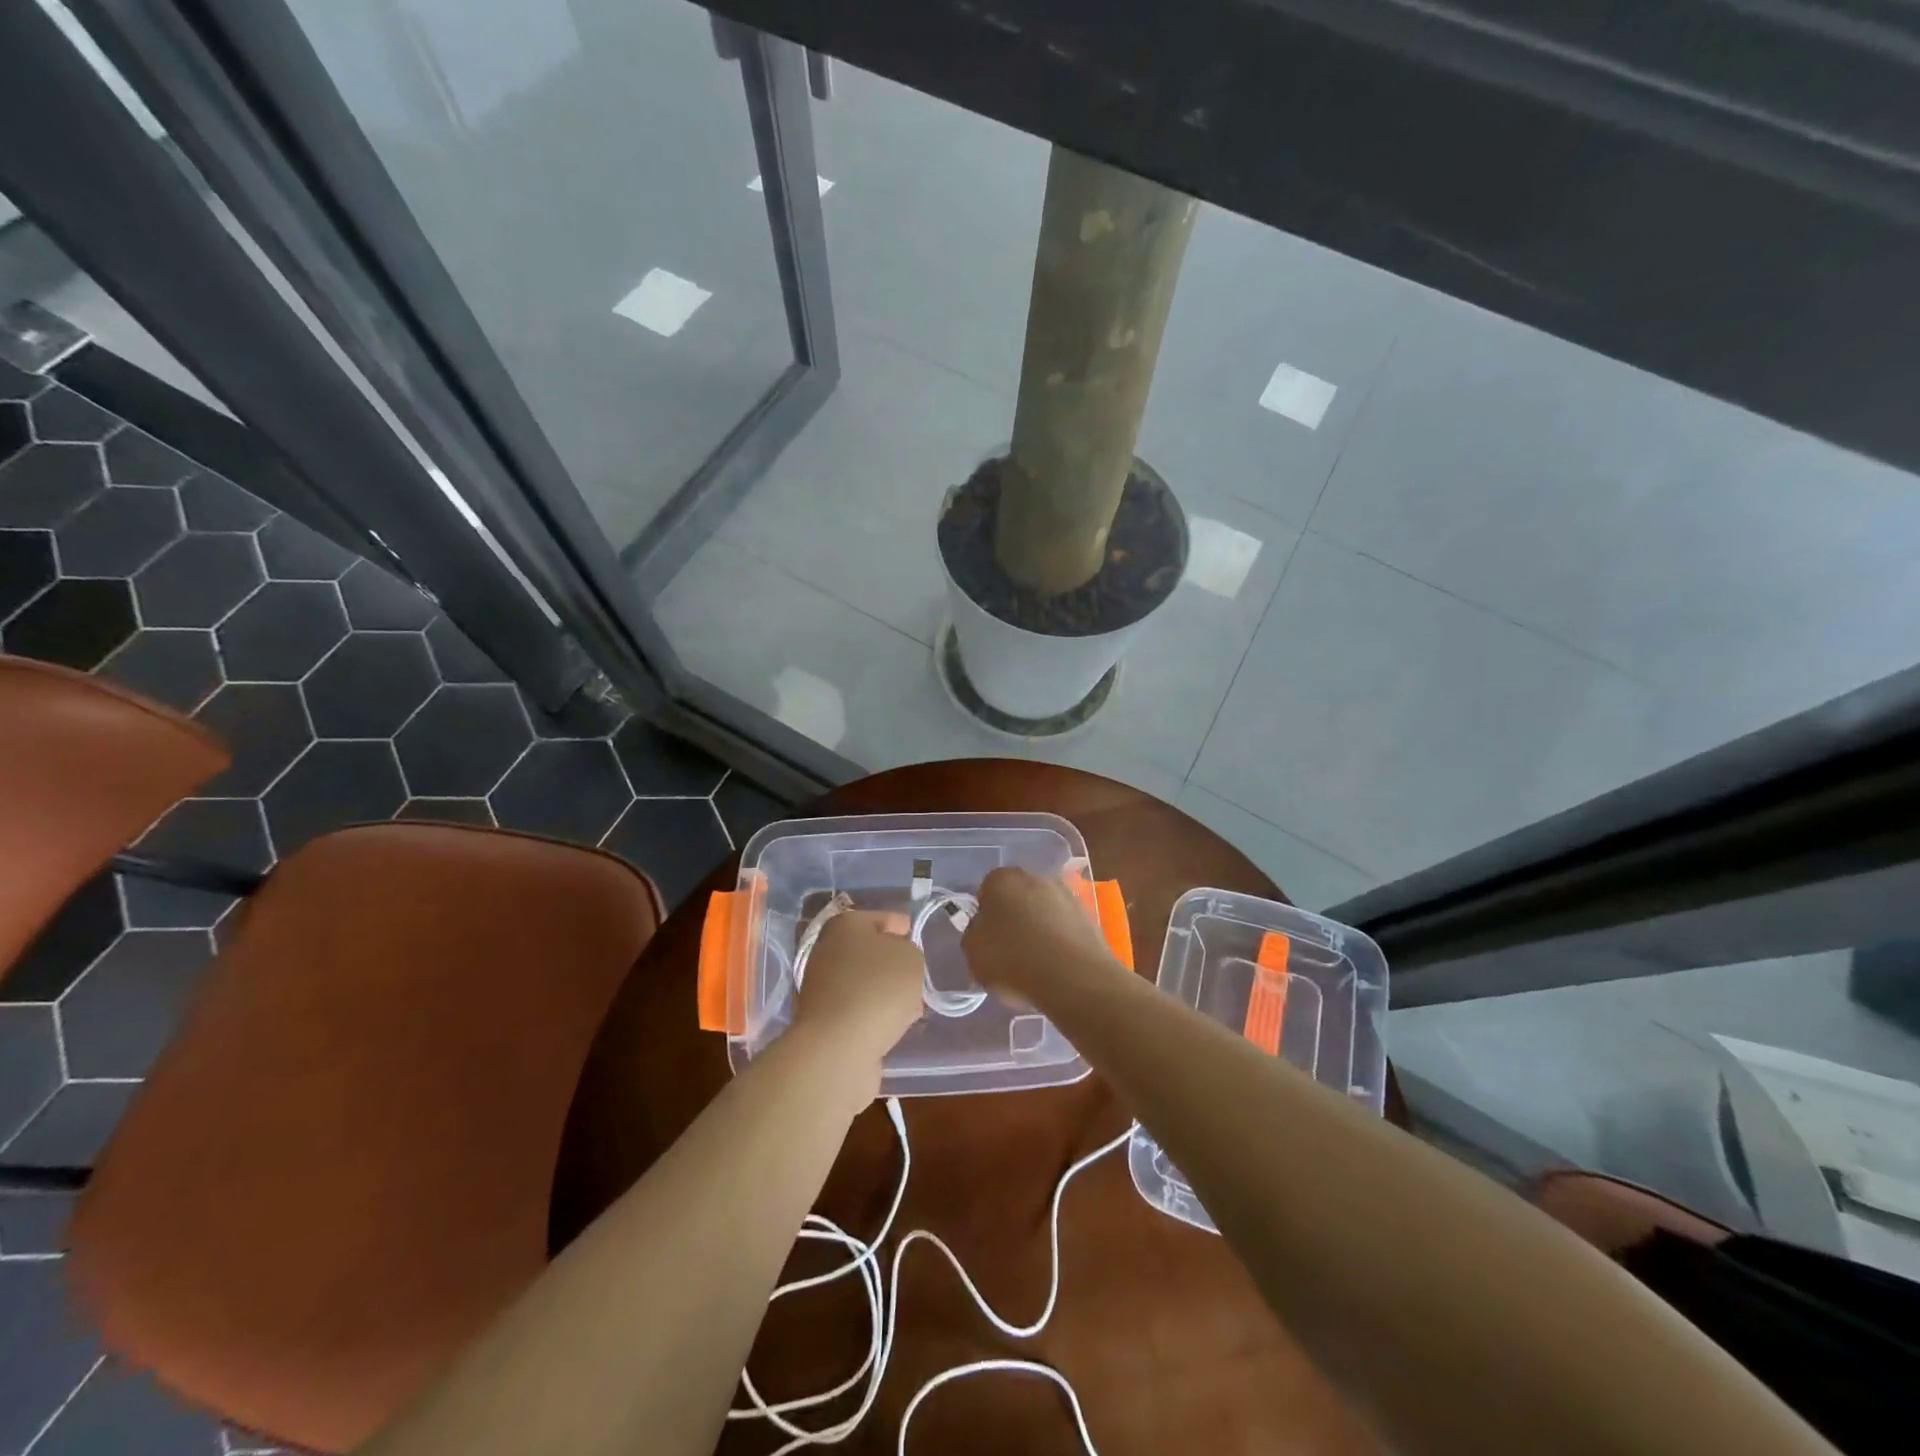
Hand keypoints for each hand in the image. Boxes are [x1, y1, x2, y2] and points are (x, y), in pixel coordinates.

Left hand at [792, 910, 924, 1067]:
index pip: (883, 918)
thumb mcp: (911, 958)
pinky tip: (893, 1025)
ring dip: (886, 991)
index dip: (904, 929)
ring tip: (911, 1006)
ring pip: (865, 981)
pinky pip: (858, 1008)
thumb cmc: (878, 988)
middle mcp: (827, 950)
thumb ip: (910, 951)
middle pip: (871, 951)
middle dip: (895, 964)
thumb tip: (897, 961)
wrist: (838, 1047)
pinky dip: (874, 1014)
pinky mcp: (823, 1019)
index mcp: (846, 924)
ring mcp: (821, 985)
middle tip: (917, 977)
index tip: (919, 944)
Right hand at [962, 867, 1119, 1005]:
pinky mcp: (1089, 915)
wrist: (1072, 977)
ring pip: (1044, 910)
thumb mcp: (973, 952)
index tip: (988, 940)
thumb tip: (983, 928)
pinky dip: (1060, 940)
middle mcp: (1036, 877)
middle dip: (1014, 917)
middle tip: (1010, 950)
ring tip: (1036, 963)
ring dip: (1040, 927)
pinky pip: (1065, 926)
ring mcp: (1066, 894)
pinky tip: (1056, 965)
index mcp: (1002, 879)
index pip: (987, 891)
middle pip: (1018, 897)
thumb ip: (974, 934)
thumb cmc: (1012, 960)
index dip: (986, 916)